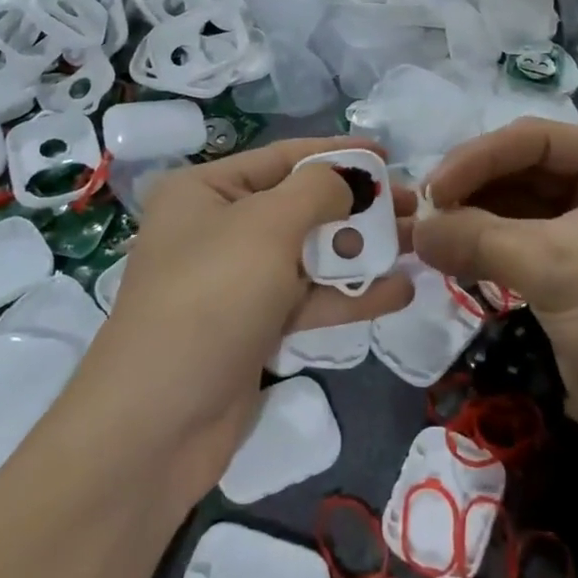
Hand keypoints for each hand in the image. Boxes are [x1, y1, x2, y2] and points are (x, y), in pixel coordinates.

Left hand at [63, 138, 414, 512]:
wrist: (158, 423)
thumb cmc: (211, 298)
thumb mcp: (266, 226)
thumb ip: (317, 191)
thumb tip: (347, 181)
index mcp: (206, 191)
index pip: (283, 158)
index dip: (338, 154)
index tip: (389, 155)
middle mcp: (218, 229)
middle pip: (301, 206)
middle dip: (358, 206)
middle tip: (416, 207)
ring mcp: (236, 282)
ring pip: (310, 255)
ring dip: (361, 252)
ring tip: (419, 245)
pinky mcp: (253, 328)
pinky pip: (307, 300)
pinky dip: (348, 295)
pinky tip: (398, 291)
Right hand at [413, 120, 577, 485]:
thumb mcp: (557, 265)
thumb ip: (478, 238)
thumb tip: (415, 228)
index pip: (534, 141)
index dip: (477, 159)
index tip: (429, 190)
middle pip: (520, 172)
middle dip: (468, 191)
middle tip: (417, 214)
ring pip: (513, 211)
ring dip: (467, 221)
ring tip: (420, 236)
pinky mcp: (569, 277)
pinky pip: (514, 248)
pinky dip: (479, 251)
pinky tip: (444, 257)